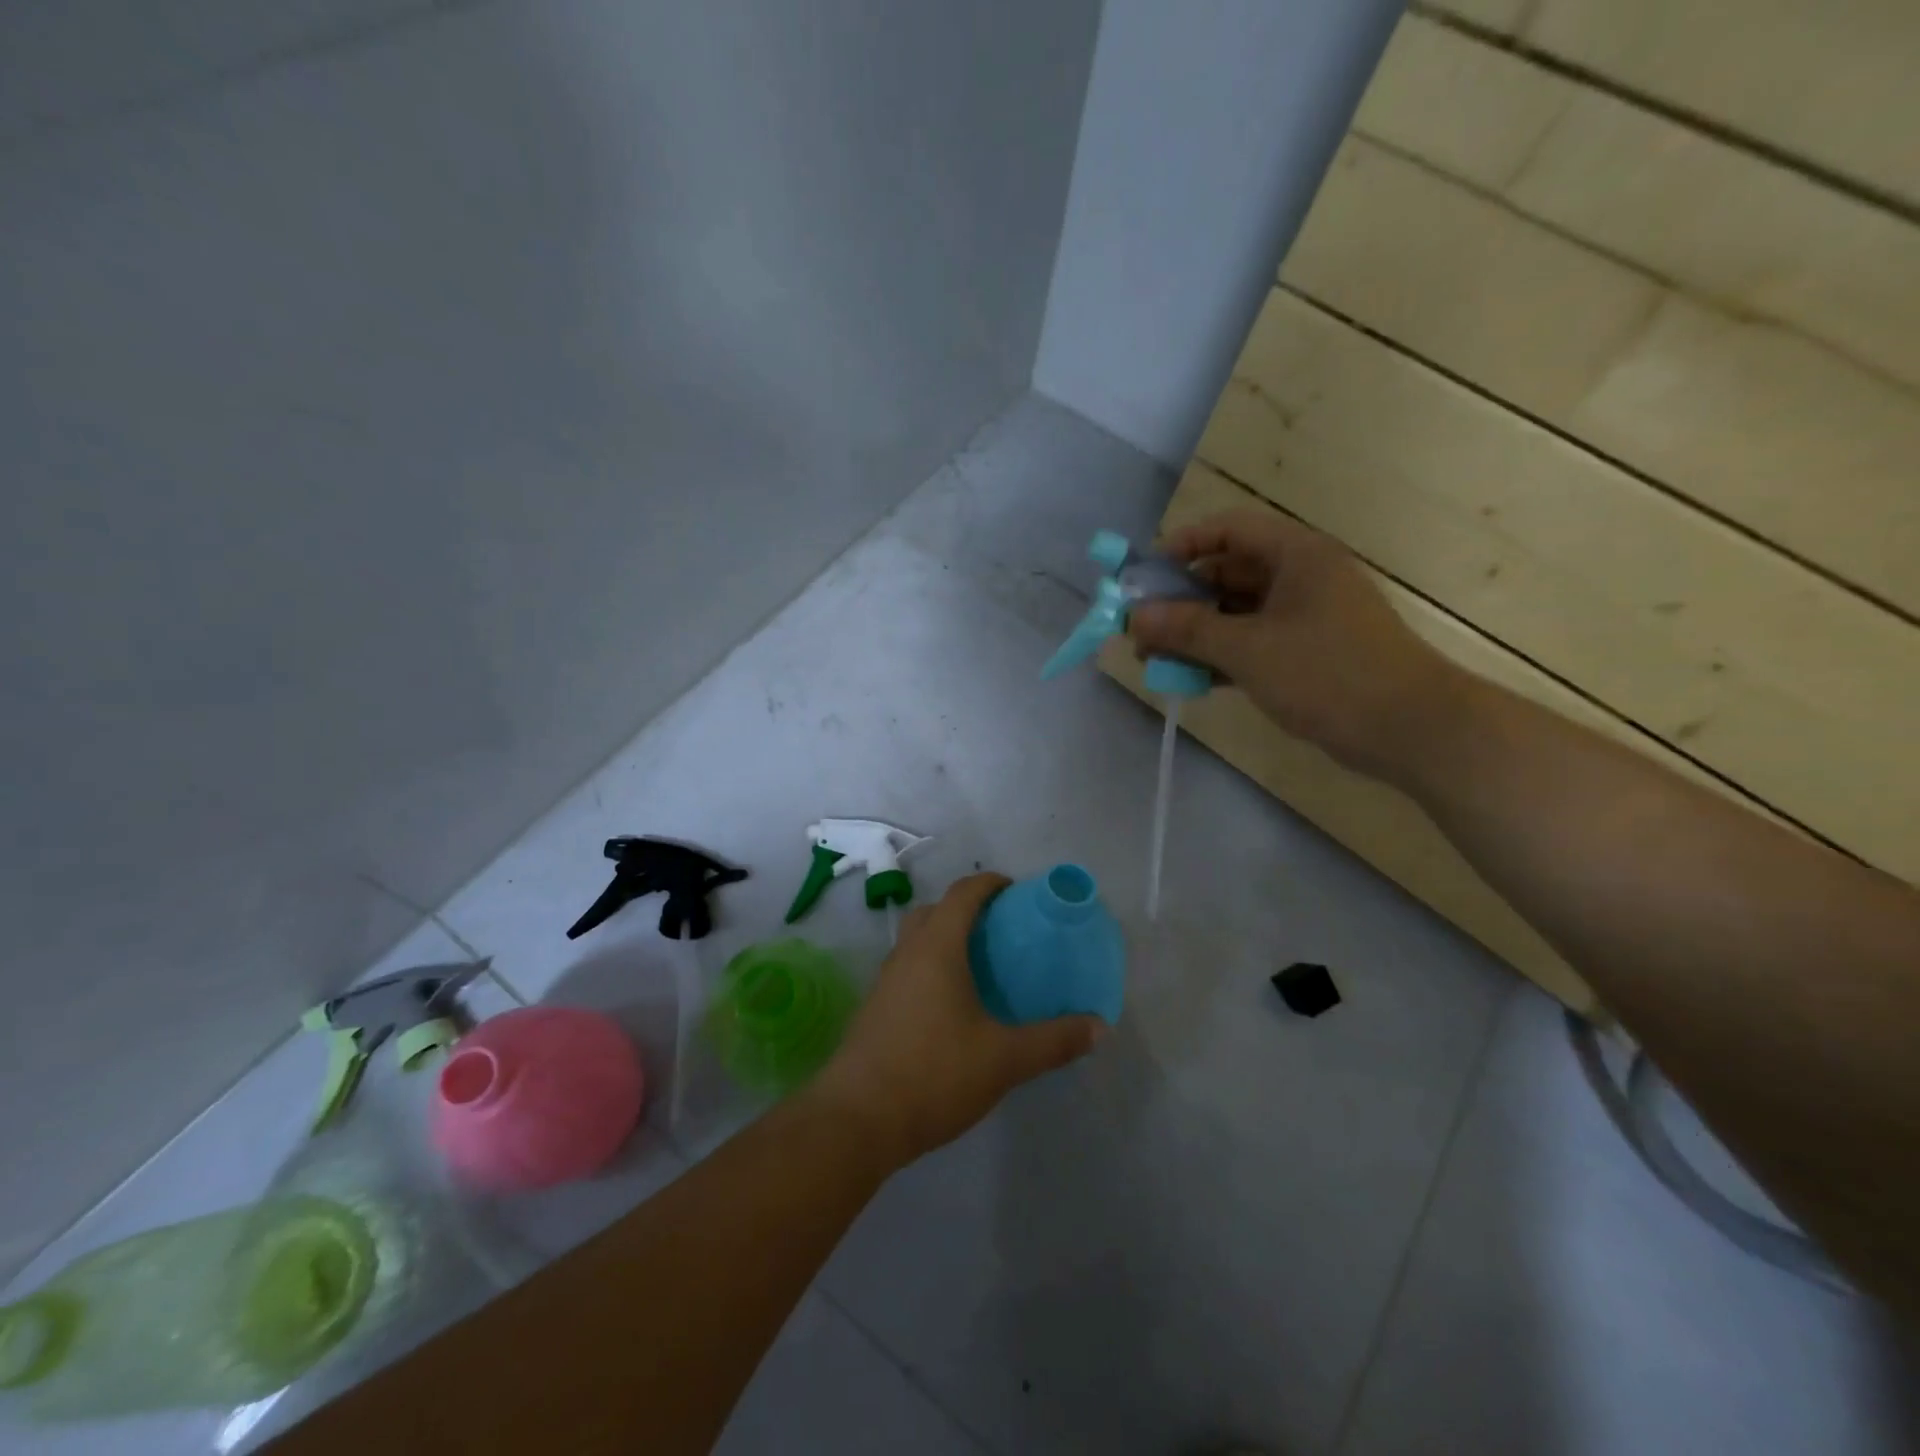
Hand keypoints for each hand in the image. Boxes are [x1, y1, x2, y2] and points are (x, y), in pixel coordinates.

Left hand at [805, 873, 1103, 1168]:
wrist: (857, 1119)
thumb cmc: (934, 1074)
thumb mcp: (1004, 1059)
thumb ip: (1054, 1041)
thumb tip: (1101, 1027)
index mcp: (937, 948)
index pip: (963, 894)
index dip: (990, 884)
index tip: (1016, 891)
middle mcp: (907, 953)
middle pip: (934, 911)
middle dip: (965, 909)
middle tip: (1000, 930)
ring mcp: (885, 981)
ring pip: (916, 940)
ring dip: (944, 938)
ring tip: (979, 967)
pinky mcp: (875, 1008)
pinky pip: (907, 969)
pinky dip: (930, 967)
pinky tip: (951, 1006)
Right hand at [1128, 508, 1457, 781]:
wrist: (1410, 729)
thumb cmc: (1328, 674)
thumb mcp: (1248, 649)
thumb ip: (1187, 630)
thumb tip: (1135, 616)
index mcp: (1296, 555)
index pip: (1228, 530)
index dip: (1182, 546)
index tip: (1144, 577)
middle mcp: (1300, 577)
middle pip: (1227, 573)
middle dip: (1180, 600)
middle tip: (1141, 629)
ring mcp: (1305, 617)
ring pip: (1236, 613)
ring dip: (1195, 633)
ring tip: (1154, 660)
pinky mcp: (1307, 654)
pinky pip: (1252, 643)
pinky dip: (1220, 656)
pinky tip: (1189, 678)